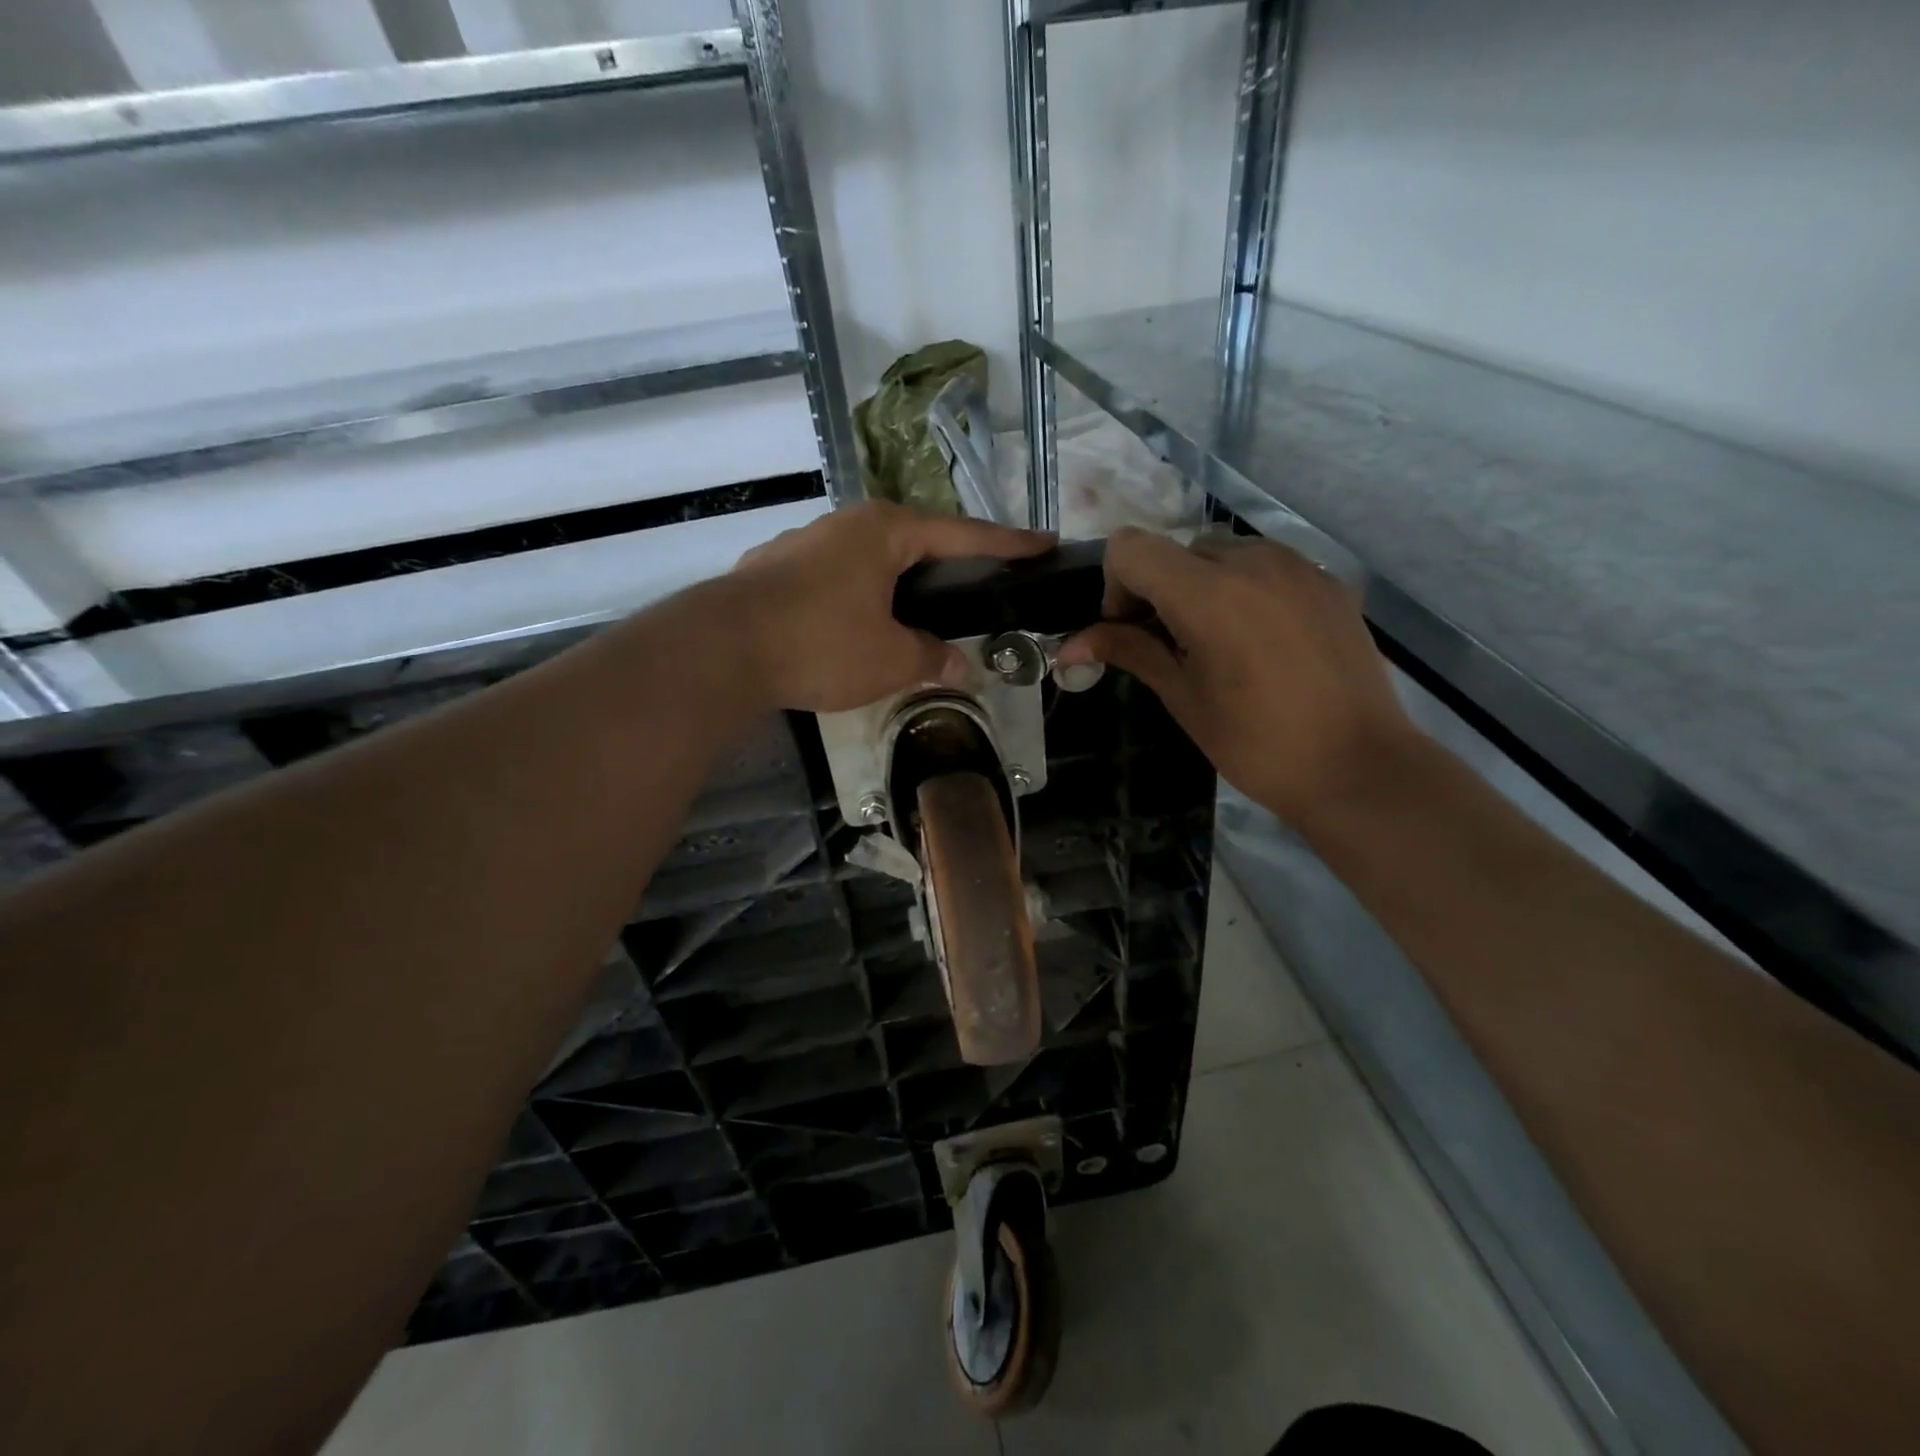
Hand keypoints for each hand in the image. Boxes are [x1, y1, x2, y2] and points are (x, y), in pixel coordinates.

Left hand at [724, 502, 1054, 712]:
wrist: (721, 651)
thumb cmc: (820, 644)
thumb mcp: (890, 659)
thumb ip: (932, 658)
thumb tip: (962, 668)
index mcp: (885, 530)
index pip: (963, 534)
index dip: (1008, 544)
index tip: (1043, 543)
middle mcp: (846, 524)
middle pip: (915, 542)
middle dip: (950, 565)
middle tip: (982, 586)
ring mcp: (805, 543)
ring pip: (872, 561)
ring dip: (900, 585)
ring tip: (922, 613)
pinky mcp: (776, 570)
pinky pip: (838, 578)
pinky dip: (861, 597)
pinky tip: (861, 625)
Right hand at [1055, 528, 1414, 830]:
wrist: (1358, 767)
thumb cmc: (1257, 744)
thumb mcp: (1183, 698)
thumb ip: (1129, 652)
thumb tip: (1068, 645)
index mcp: (1208, 593)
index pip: (1130, 548)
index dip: (1116, 585)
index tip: (1132, 630)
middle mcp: (1252, 561)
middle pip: (1177, 549)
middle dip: (1160, 588)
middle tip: (1172, 645)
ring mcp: (1298, 565)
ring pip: (1223, 552)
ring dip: (1203, 585)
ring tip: (1220, 643)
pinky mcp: (1328, 580)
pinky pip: (1267, 566)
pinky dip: (1246, 589)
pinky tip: (1263, 642)